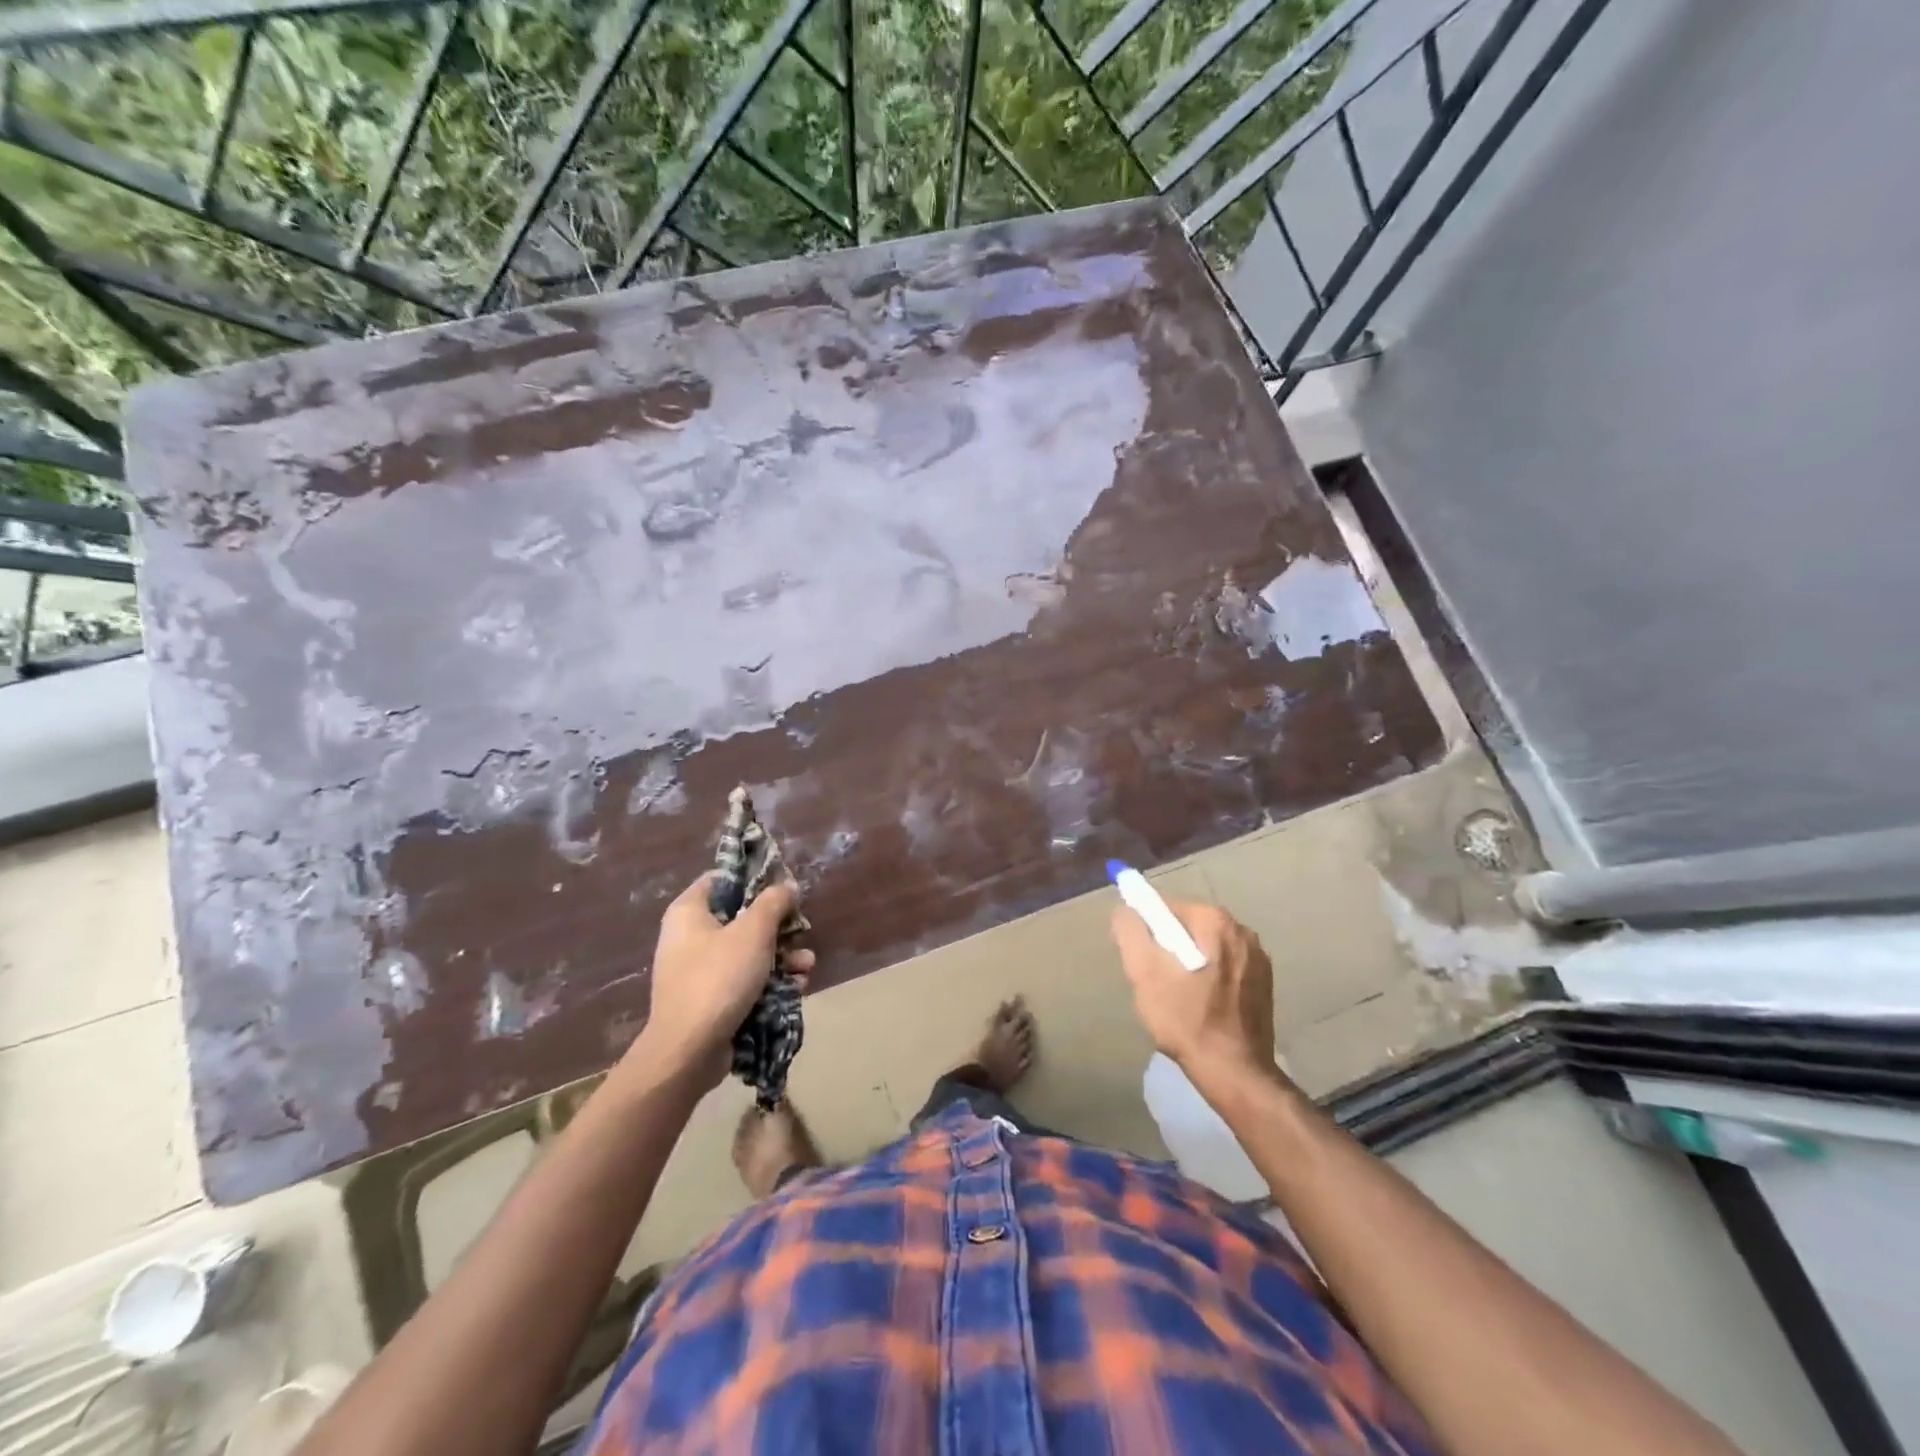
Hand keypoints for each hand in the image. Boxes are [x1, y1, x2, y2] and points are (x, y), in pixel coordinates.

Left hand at [631, 873, 812, 1091]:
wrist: (688, 1051)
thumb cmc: (718, 978)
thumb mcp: (753, 932)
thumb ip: (774, 902)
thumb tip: (787, 886)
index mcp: (689, 911)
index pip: (723, 878)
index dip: (756, 878)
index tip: (785, 886)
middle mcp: (689, 936)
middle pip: (741, 916)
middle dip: (778, 925)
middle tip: (801, 930)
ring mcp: (698, 970)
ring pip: (748, 950)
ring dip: (781, 955)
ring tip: (807, 964)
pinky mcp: (710, 999)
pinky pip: (744, 979)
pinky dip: (769, 980)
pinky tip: (796, 985)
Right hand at [1110, 898, 1279, 1083]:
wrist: (1235, 1073)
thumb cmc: (1186, 1020)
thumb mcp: (1144, 973)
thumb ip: (1130, 932)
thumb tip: (1125, 910)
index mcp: (1215, 921)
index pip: (1166, 907)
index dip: (1145, 929)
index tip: (1139, 958)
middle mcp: (1242, 930)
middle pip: (1187, 926)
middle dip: (1166, 947)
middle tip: (1155, 981)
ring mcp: (1258, 958)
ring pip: (1206, 947)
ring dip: (1187, 963)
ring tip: (1177, 996)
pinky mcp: (1264, 983)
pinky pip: (1224, 966)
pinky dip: (1207, 976)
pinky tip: (1201, 1005)